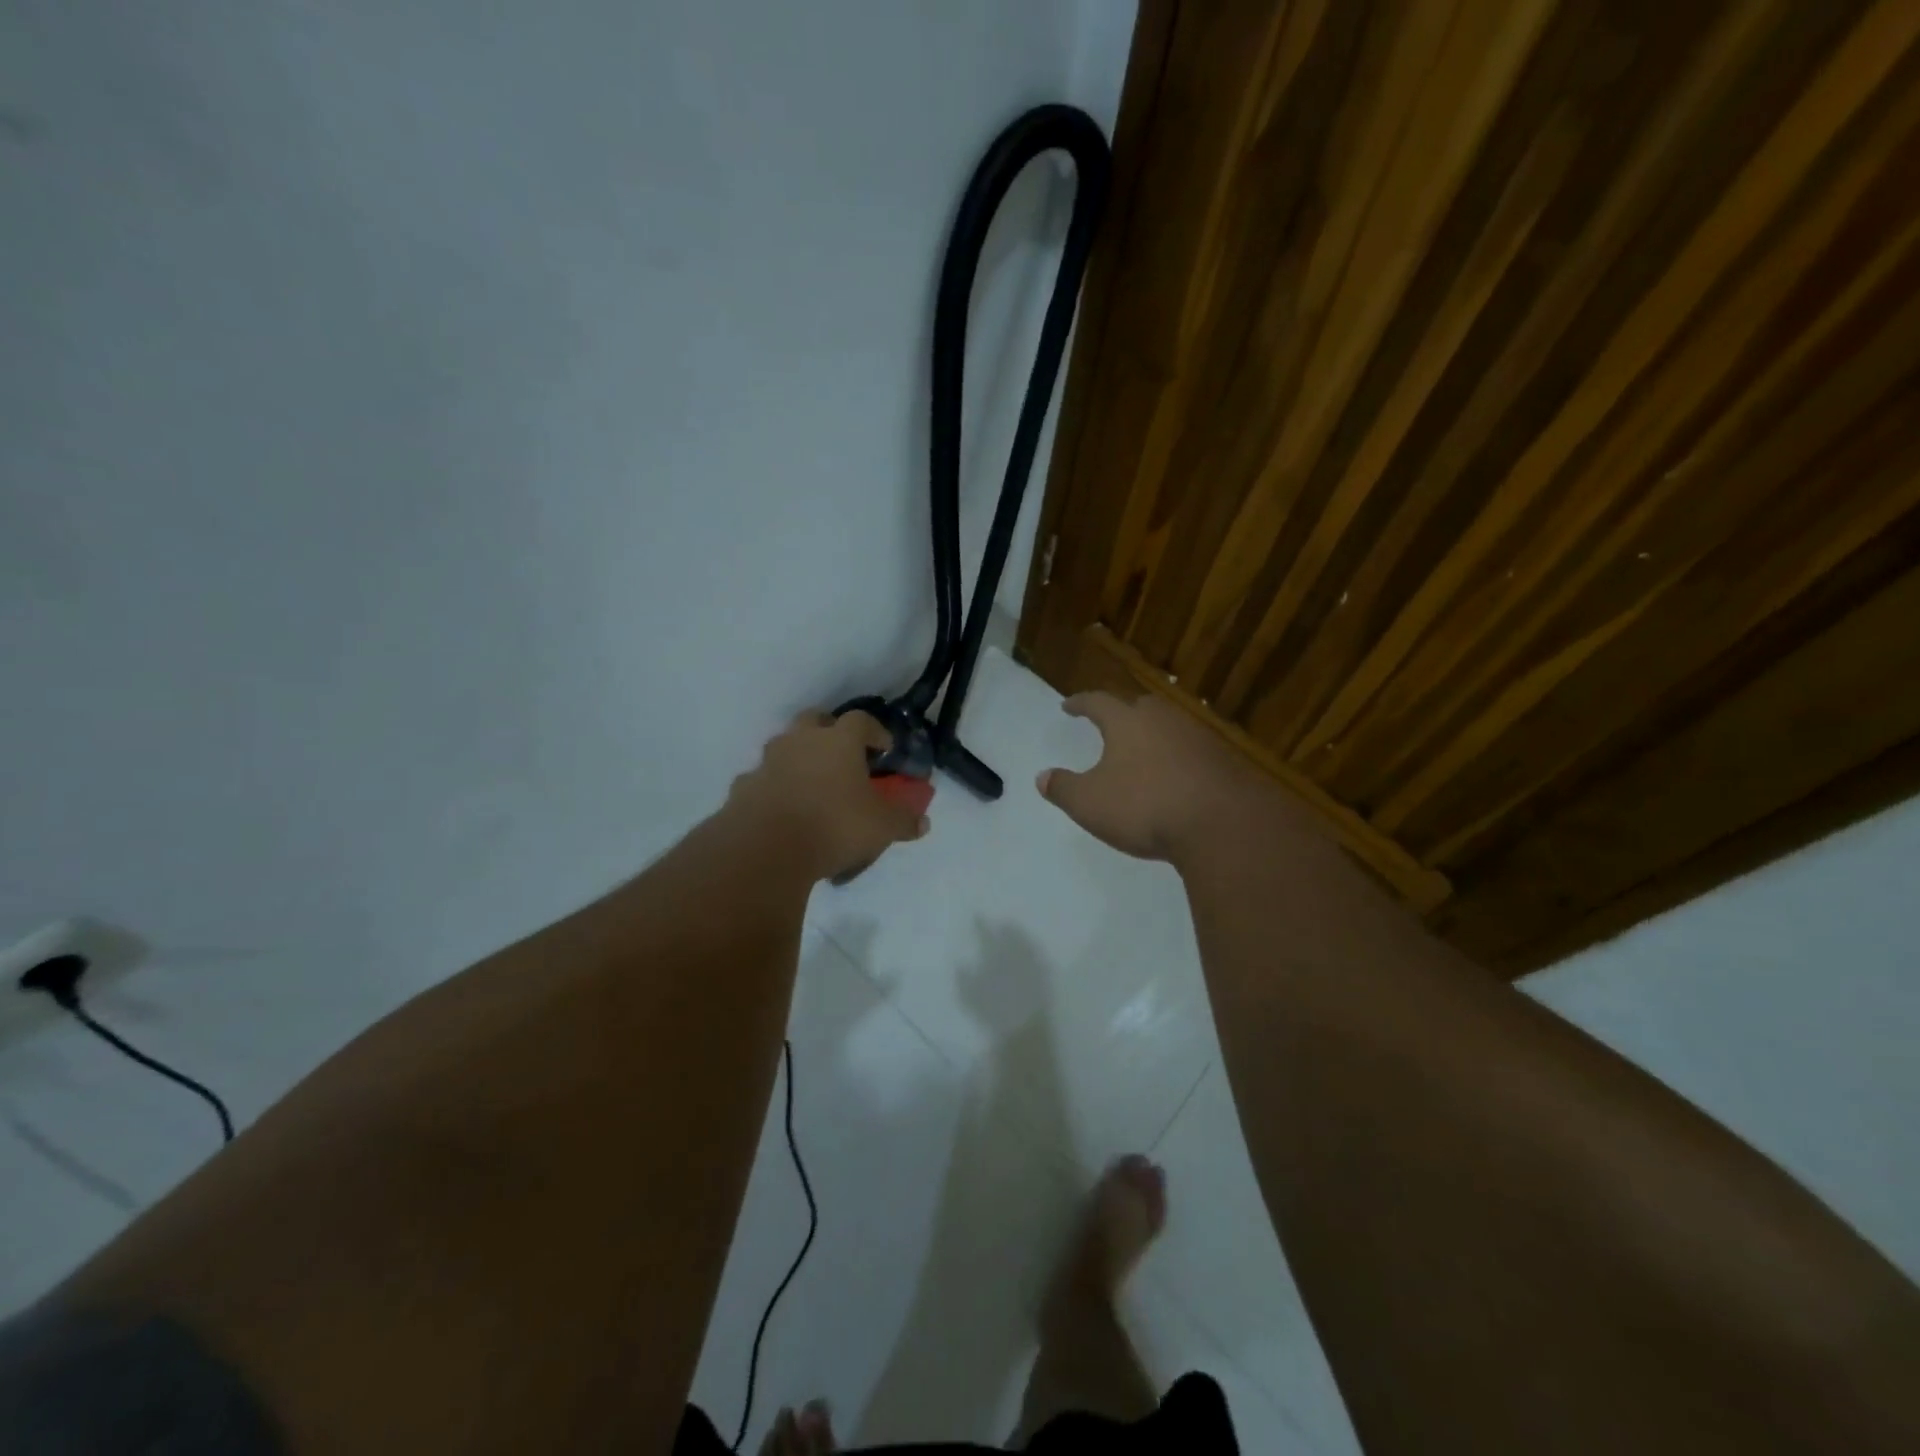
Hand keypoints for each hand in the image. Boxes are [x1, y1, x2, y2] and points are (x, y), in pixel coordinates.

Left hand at [728, 710, 929, 880]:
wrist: (766, 849)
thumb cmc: (834, 826)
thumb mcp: (882, 827)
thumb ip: (904, 820)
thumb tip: (923, 822)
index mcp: (838, 740)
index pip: (861, 720)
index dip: (875, 731)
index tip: (884, 748)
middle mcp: (801, 741)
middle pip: (815, 719)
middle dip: (830, 731)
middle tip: (842, 755)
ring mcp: (768, 762)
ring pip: (784, 747)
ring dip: (798, 758)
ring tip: (811, 785)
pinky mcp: (744, 787)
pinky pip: (763, 779)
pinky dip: (774, 788)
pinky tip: (783, 809)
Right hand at [1036, 691, 1267, 861]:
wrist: (1221, 824)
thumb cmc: (1144, 806)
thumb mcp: (1089, 803)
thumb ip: (1063, 788)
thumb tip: (1042, 777)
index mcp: (1127, 722)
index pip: (1098, 702)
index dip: (1080, 703)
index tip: (1068, 706)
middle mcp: (1163, 720)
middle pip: (1140, 706)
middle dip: (1124, 712)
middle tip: (1112, 723)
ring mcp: (1198, 738)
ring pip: (1170, 727)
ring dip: (1154, 736)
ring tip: (1144, 753)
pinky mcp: (1223, 761)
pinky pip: (1193, 752)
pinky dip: (1179, 759)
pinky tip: (1177, 778)